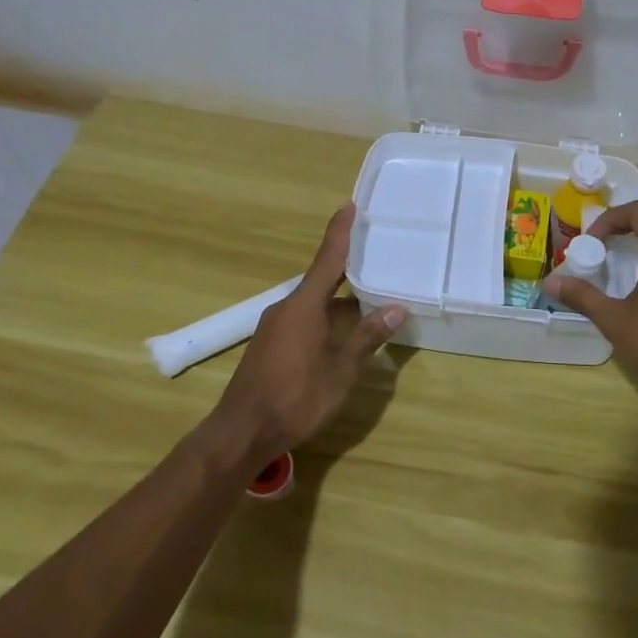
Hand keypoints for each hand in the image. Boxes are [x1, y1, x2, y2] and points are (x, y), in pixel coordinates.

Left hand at [207, 204, 406, 470]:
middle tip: (375, 255)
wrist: (241, 432)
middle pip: (322, 280)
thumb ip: (367, 337)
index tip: (349, 205)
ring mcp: (275, 328)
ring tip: (370, 297)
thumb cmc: (295, 397)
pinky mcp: (270, 346)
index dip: (340, 232)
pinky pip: (304, 319)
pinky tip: (343, 332)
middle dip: (348, 268)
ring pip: (313, 303)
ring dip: (339, 299)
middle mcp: (287, 308)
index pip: (327, 259)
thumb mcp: (340, 370)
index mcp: (304, 305)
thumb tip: (396, 309)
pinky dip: (326, 317)